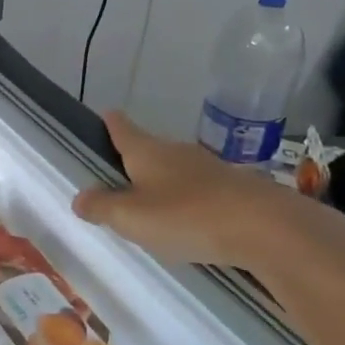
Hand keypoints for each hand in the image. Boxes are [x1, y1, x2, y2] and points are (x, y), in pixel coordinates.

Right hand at [72, 112, 344, 313]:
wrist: (265, 227)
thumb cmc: (186, 215)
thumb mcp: (132, 217)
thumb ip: (102, 207)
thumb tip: (79, 197)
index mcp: (147, 151)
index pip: (122, 128)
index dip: (110, 123)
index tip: (104, 117)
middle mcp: (176, 152)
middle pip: (149, 148)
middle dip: (134, 159)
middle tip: (118, 178)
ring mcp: (209, 168)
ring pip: (176, 169)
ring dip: (162, 182)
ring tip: (150, 204)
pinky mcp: (234, 189)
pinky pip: (200, 190)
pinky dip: (188, 201)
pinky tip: (187, 221)